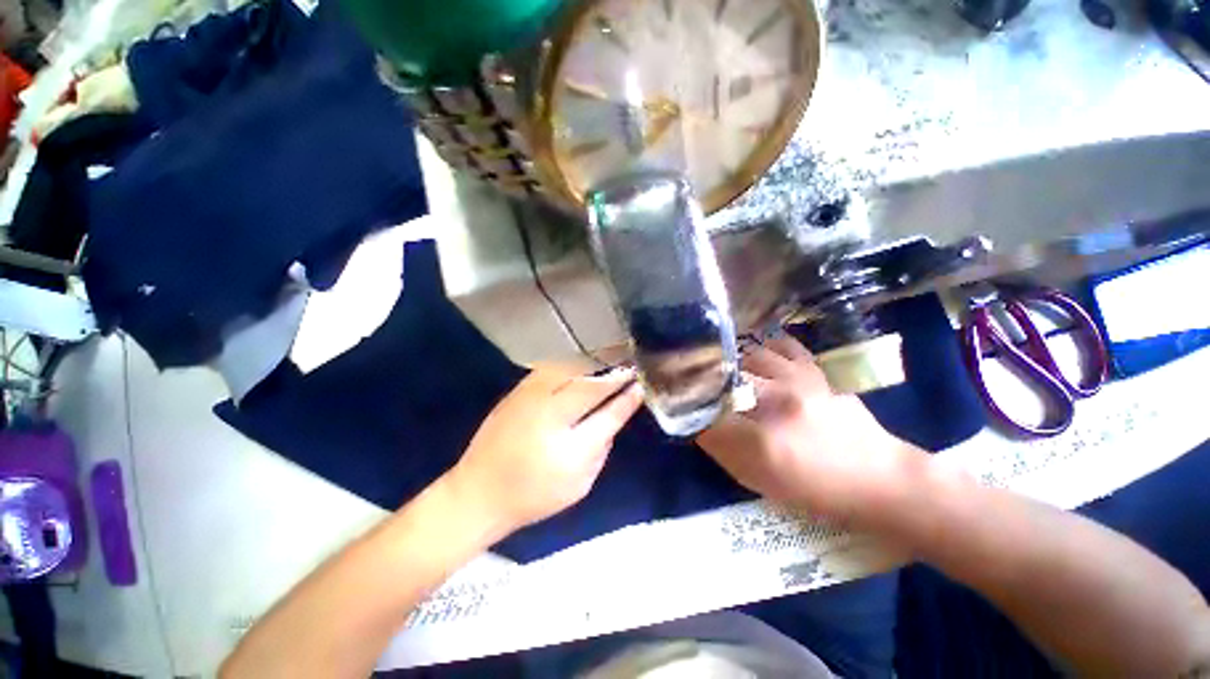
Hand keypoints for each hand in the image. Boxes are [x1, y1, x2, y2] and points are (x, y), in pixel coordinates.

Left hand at [446, 365, 642, 534]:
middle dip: (615, 374)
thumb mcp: (579, 485)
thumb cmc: (533, 496)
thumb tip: (615, 415)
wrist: (478, 492)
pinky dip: (572, 364)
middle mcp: (550, 417)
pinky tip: (583, 363)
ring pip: (570, 370)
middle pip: (591, 385)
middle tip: (631, 365)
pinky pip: (552, 368)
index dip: (628, 397)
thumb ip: (601, 449)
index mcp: (569, 450)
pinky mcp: (517, 391)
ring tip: (612, 358)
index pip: (608, 414)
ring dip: (595, 363)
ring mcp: (530, 399)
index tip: (641, 384)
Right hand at [697, 336, 924, 524]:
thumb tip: (696, 420)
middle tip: (693, 380)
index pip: (705, 414)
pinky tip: (754, 351)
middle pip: (722, 378)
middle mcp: (776, 403)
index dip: (686, 405)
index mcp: (761, 441)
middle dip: (702, 379)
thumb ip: (722, 449)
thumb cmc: (815, 489)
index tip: (676, 401)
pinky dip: (762, 345)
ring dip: (729, 361)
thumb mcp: (759, 481)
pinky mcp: (814, 370)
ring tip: (721, 365)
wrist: (877, 478)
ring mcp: (797, 380)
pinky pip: (781, 344)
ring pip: (747, 356)